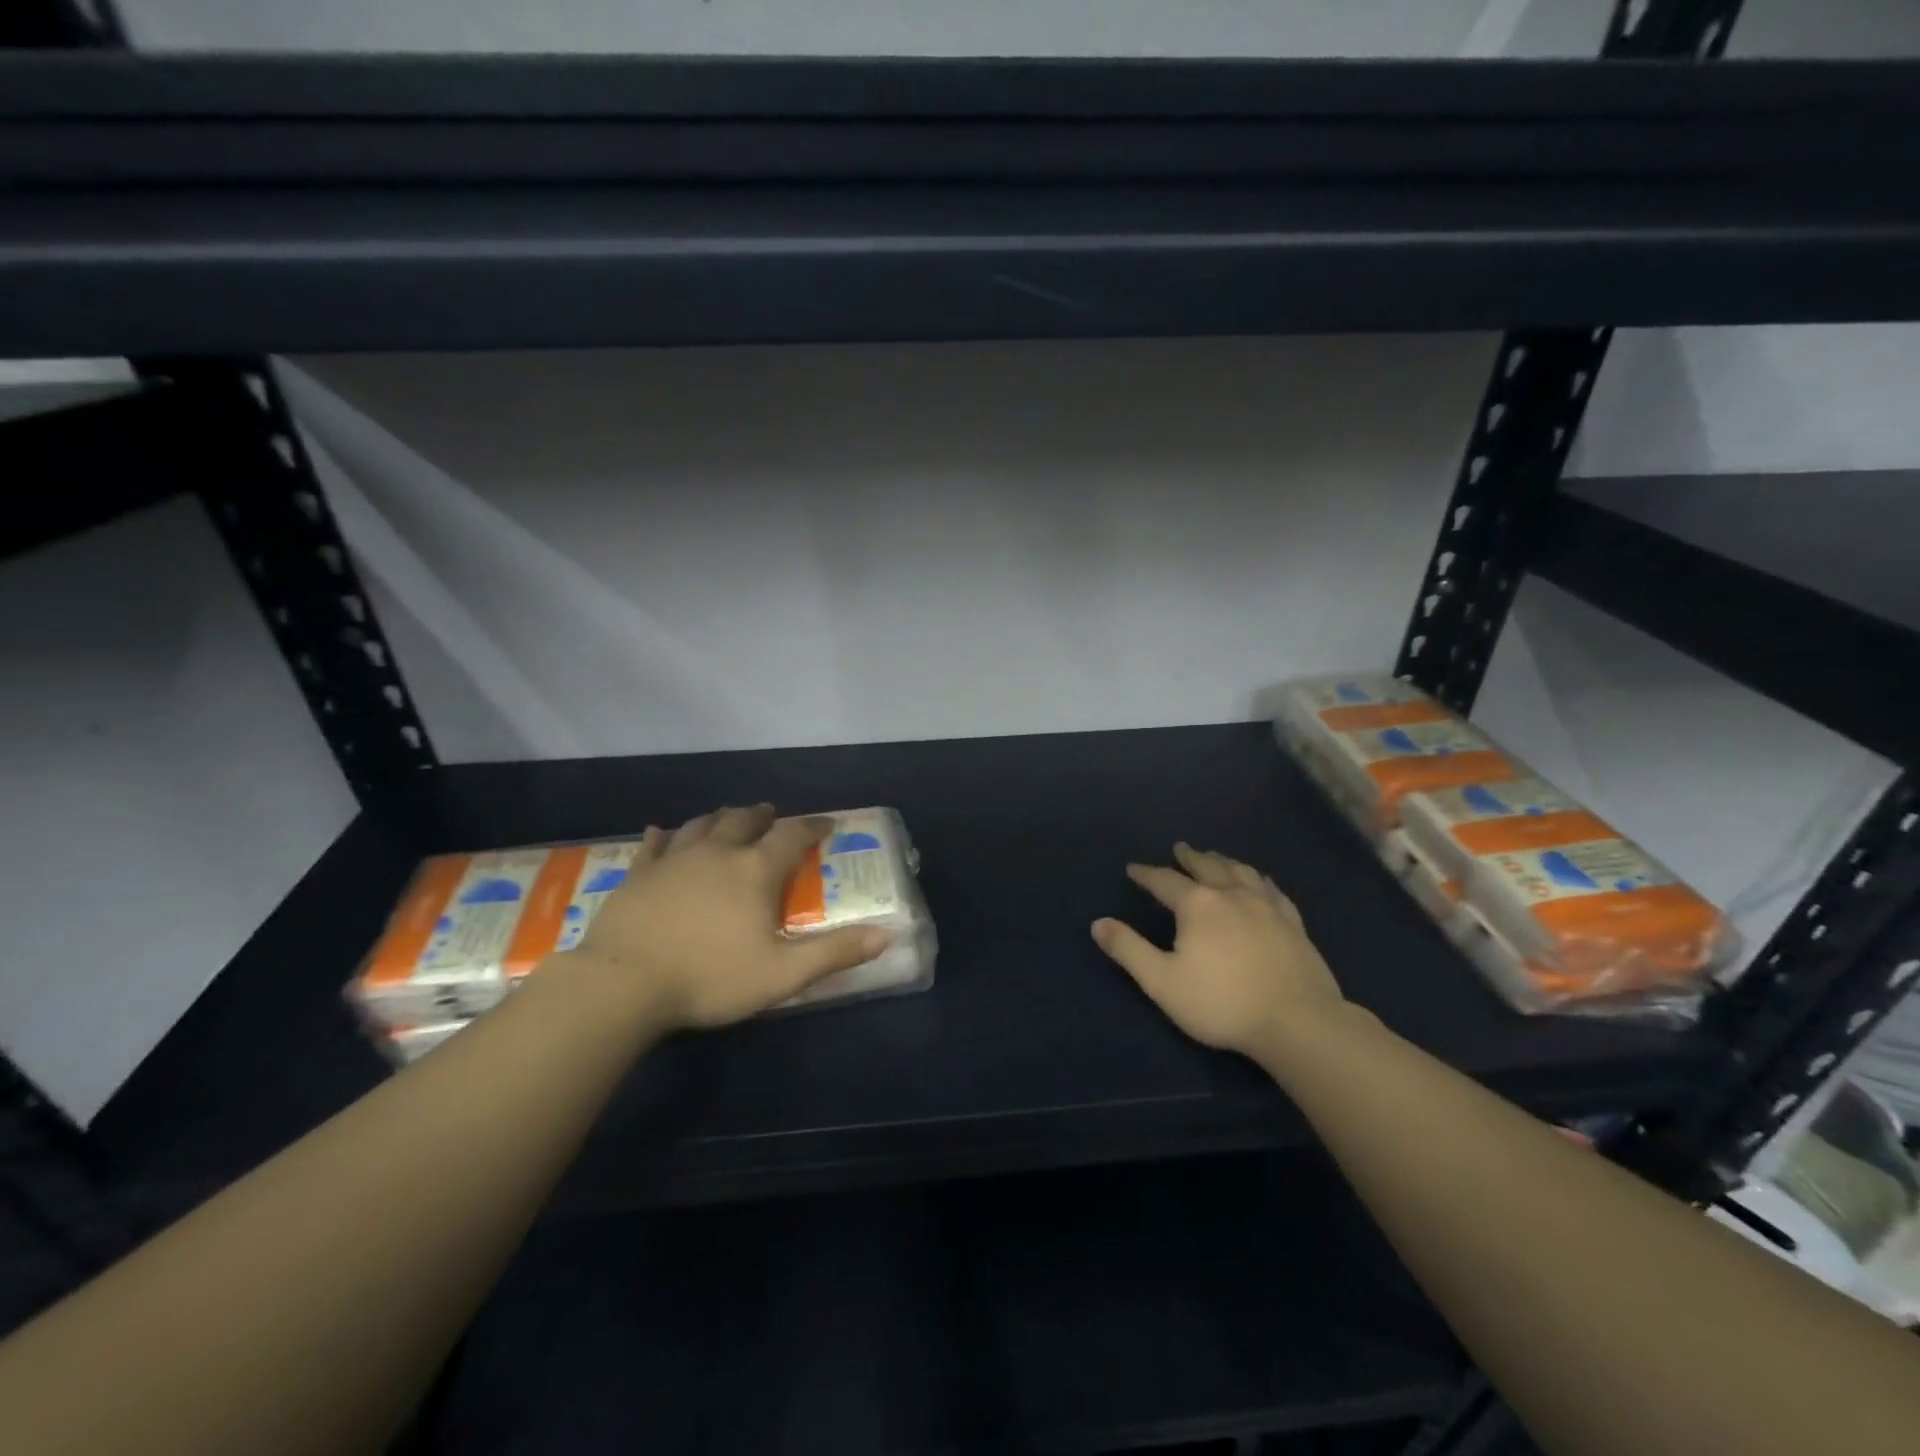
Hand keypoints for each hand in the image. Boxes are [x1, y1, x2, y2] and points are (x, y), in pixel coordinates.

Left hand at [567, 805, 888, 1030]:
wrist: (623, 984)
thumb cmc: (710, 977)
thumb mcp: (782, 973)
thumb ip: (834, 953)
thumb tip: (887, 935)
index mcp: (755, 871)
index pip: (792, 835)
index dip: (812, 826)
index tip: (826, 823)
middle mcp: (717, 853)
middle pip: (744, 821)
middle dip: (763, 816)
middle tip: (772, 816)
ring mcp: (674, 860)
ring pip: (701, 825)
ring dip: (720, 818)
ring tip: (729, 817)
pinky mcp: (639, 875)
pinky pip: (653, 845)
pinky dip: (663, 835)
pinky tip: (661, 831)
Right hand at [1092, 843, 1347, 1058]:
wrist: (1298, 1022)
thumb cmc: (1222, 1003)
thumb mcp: (1162, 982)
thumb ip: (1129, 950)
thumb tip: (1098, 923)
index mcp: (1197, 905)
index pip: (1164, 880)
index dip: (1146, 874)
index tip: (1133, 869)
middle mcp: (1231, 895)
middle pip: (1207, 866)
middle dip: (1189, 857)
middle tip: (1180, 848)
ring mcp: (1267, 907)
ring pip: (1241, 872)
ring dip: (1224, 861)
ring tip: (1216, 857)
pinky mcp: (1294, 923)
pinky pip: (1273, 890)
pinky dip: (1259, 880)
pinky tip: (1260, 882)